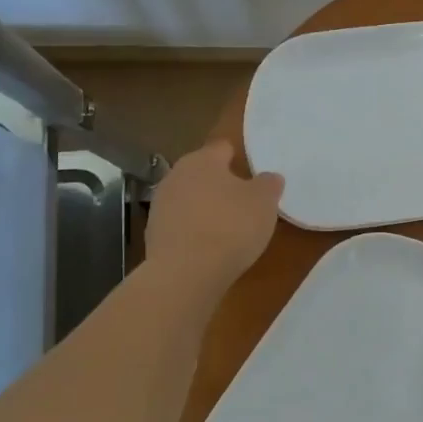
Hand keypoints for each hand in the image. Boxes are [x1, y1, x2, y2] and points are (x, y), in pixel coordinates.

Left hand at [145, 141, 283, 289]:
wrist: (185, 273)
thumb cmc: (230, 227)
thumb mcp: (264, 202)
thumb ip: (269, 184)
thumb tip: (269, 178)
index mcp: (203, 160)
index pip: (223, 148)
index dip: (239, 157)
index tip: (253, 172)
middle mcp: (176, 176)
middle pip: (203, 173)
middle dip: (221, 184)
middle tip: (244, 201)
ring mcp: (160, 205)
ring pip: (190, 198)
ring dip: (206, 207)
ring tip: (228, 227)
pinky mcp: (153, 234)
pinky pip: (181, 224)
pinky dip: (194, 230)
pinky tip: (209, 247)